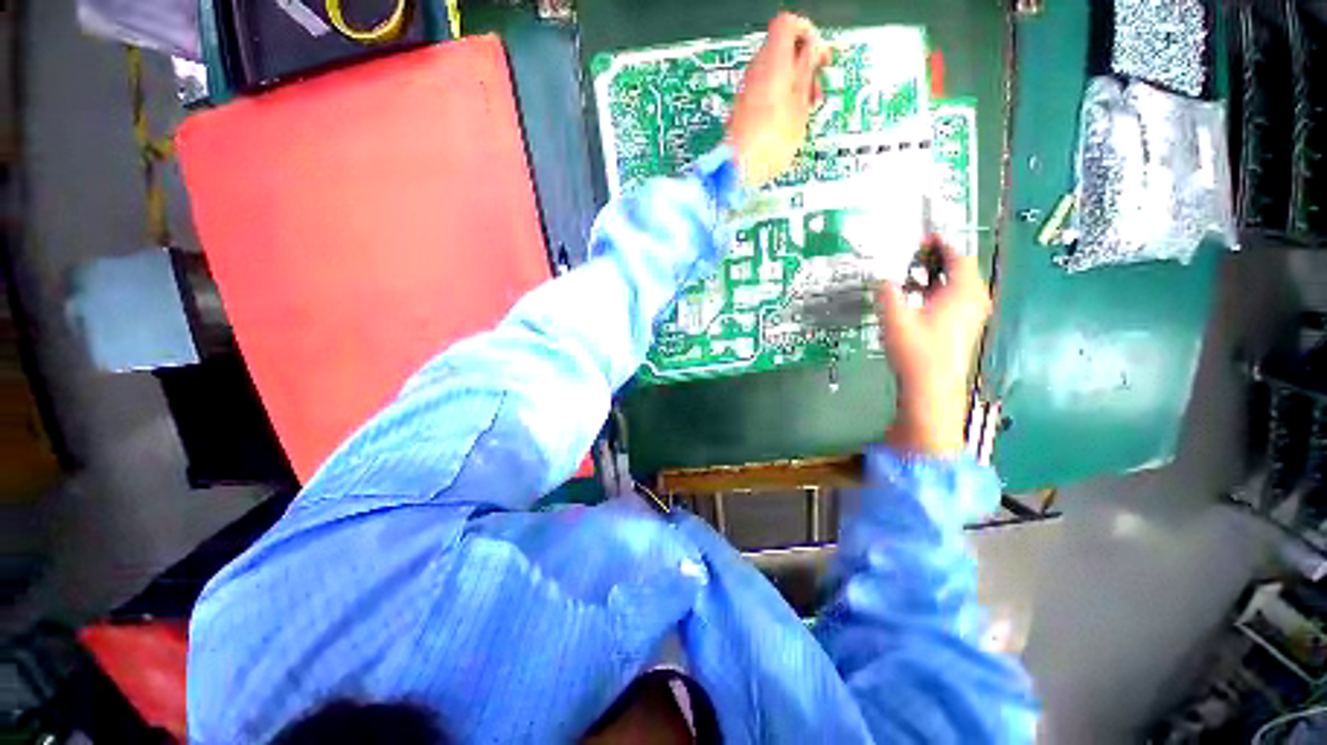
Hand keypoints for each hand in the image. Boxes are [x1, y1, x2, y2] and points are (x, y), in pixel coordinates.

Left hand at [727, 13, 831, 186]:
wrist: (738, 169)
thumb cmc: (770, 142)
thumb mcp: (800, 106)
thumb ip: (807, 73)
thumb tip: (812, 53)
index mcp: (772, 61)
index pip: (789, 24)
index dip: (808, 33)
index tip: (819, 55)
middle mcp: (755, 70)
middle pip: (783, 49)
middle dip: (804, 64)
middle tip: (816, 89)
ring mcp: (747, 89)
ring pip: (775, 72)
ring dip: (794, 84)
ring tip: (805, 110)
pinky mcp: (743, 108)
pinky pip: (765, 91)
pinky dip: (780, 98)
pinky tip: (789, 121)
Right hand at [877, 238, 991, 456]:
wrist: (931, 387)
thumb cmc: (915, 350)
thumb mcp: (894, 317)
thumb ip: (887, 292)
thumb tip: (881, 278)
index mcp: (962, 291)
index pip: (957, 256)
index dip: (940, 244)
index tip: (924, 238)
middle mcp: (973, 300)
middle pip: (960, 269)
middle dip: (937, 260)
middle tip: (913, 256)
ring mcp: (972, 315)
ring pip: (957, 286)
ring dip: (936, 278)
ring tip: (910, 277)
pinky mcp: (965, 328)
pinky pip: (955, 300)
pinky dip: (939, 293)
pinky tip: (918, 300)